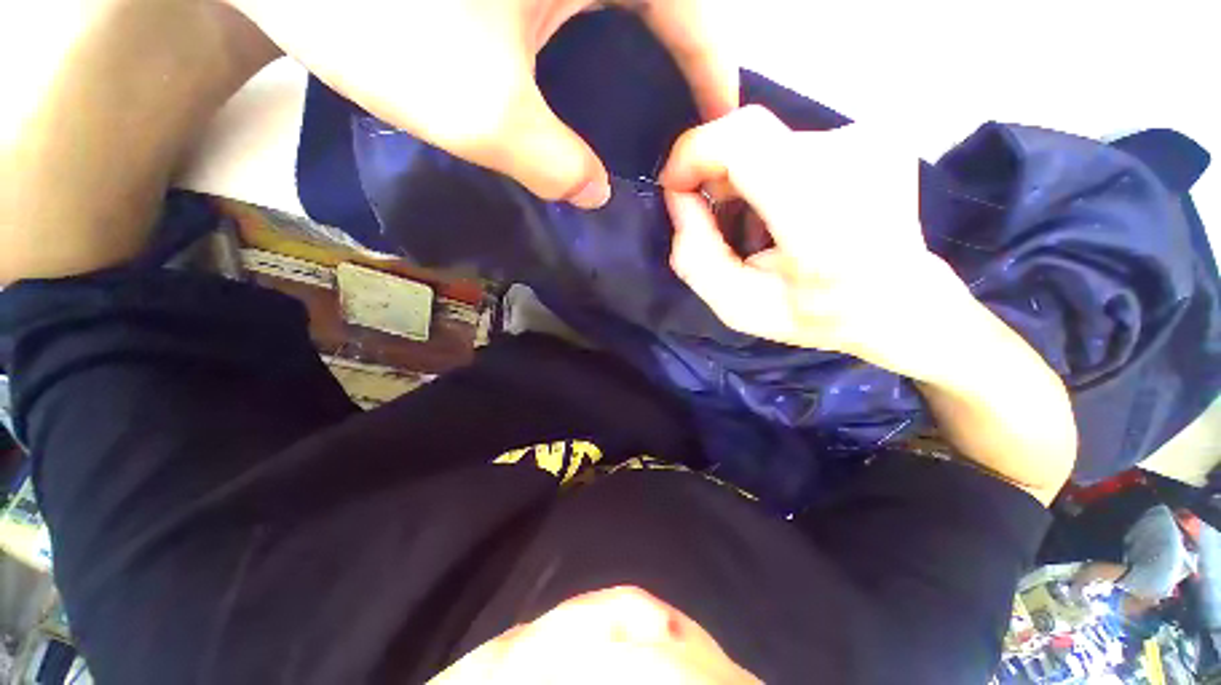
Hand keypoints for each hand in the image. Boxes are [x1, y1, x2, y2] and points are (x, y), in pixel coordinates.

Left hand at [224, 0, 737, 207]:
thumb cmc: (376, 12)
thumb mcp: (484, 112)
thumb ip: (555, 164)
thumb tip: (594, 191)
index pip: (691, 9)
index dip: (714, 72)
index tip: (721, 126)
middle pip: (663, 6)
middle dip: (682, 71)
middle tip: (683, 136)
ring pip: (621, 7)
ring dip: (642, 64)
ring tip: (647, 125)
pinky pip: (579, 7)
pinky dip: (597, 50)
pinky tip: (588, 91)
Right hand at [660, 106, 967, 380]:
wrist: (902, 303)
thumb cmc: (817, 315)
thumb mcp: (738, 307)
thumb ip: (695, 257)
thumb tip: (679, 197)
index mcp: (822, 216)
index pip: (743, 140)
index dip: (693, 152)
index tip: (674, 185)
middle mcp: (854, 160)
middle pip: (749, 135)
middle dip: (713, 170)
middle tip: (710, 216)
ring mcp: (871, 140)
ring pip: (768, 140)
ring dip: (742, 177)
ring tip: (751, 222)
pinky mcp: (874, 135)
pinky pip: (793, 143)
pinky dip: (770, 173)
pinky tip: (780, 211)